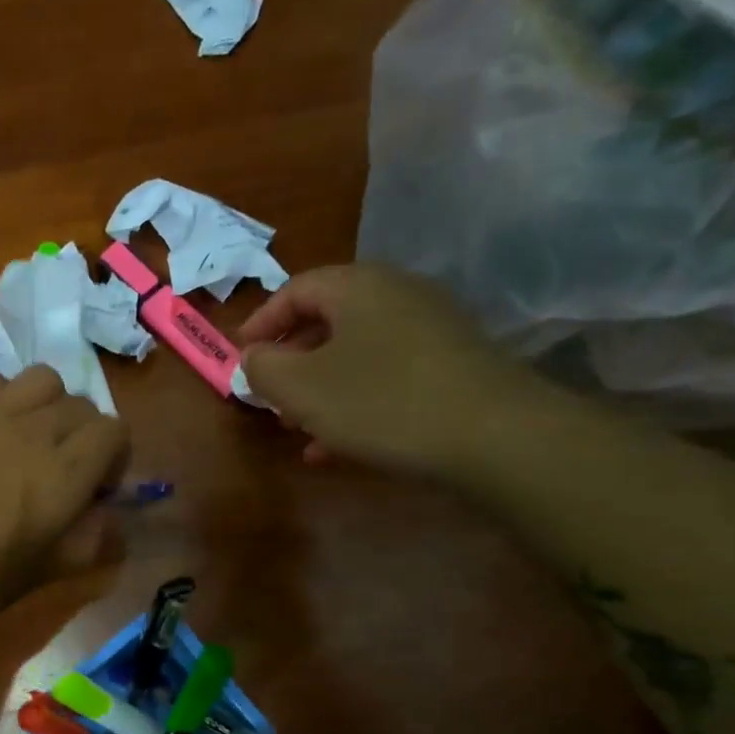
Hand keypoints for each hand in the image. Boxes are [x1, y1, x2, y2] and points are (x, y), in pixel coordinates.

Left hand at [0, 365, 130, 646]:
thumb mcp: (46, 572)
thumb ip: (90, 538)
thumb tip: (106, 513)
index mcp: (63, 475)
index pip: (114, 431)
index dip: (114, 458)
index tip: (94, 489)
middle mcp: (32, 432)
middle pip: (81, 405)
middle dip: (83, 435)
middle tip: (60, 470)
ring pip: (42, 380)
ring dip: (47, 406)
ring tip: (28, 439)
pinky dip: (2, 396)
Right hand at [238, 264, 551, 477]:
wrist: (494, 435)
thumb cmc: (380, 401)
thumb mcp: (301, 388)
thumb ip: (263, 368)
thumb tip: (253, 357)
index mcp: (357, 286)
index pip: (294, 289)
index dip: (261, 323)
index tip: (240, 359)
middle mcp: (396, 295)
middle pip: (327, 322)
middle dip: (290, 363)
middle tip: (270, 399)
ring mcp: (430, 330)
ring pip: (356, 355)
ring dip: (320, 390)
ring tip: (298, 430)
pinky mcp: (452, 366)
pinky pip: (387, 377)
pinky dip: (355, 403)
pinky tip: (338, 447)